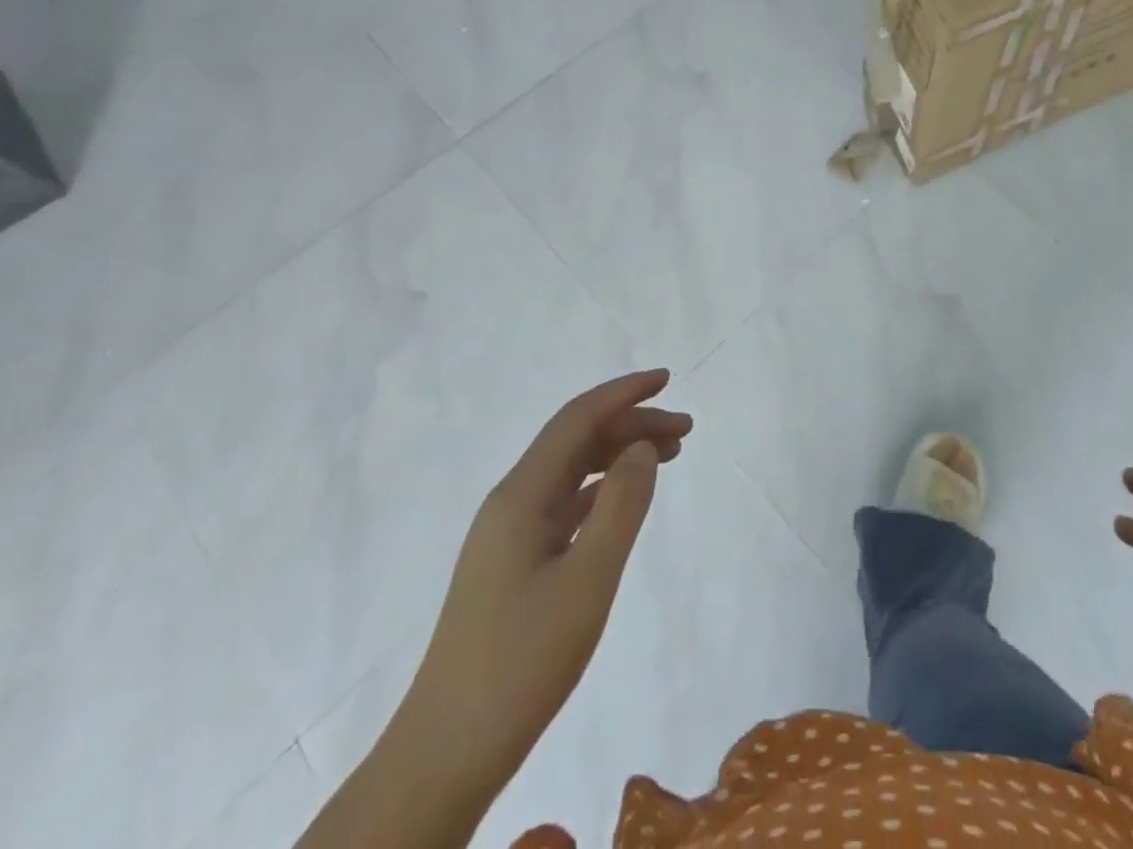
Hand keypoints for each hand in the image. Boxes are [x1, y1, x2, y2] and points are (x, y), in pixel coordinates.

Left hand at [397, 370, 692, 801]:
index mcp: (522, 494)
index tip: (667, 380)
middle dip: (630, 424)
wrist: (446, 752)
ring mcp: (510, 534)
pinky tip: (626, 499)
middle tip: (686, 431)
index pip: (577, 419)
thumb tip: (643, 446)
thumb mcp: (587, 581)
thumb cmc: (521, 662)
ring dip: (618, 455)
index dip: (623, 392)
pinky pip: (566, 504)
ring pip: (572, 471)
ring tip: (668, 455)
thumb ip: (621, 505)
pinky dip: (602, 490)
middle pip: (576, 441)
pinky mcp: (515, 564)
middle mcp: (513, 502)